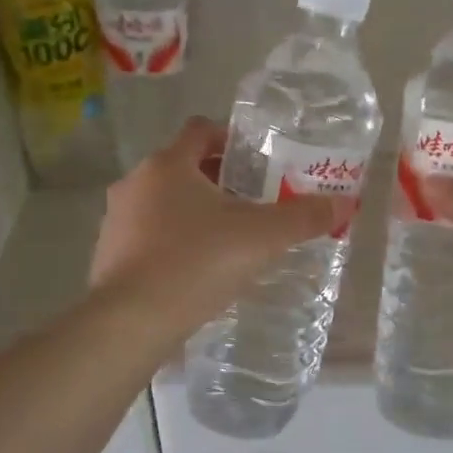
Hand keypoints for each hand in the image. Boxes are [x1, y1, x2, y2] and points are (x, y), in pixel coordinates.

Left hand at [90, 118, 345, 329]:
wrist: (130, 322)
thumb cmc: (196, 263)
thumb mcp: (261, 238)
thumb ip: (303, 217)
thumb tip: (344, 204)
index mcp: (168, 164)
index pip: (201, 130)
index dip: (233, 139)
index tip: (259, 161)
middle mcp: (136, 183)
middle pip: (184, 167)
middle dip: (220, 181)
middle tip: (255, 204)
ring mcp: (116, 220)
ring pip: (164, 203)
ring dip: (195, 213)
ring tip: (229, 241)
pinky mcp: (108, 255)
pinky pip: (149, 236)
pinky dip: (174, 243)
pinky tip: (197, 271)